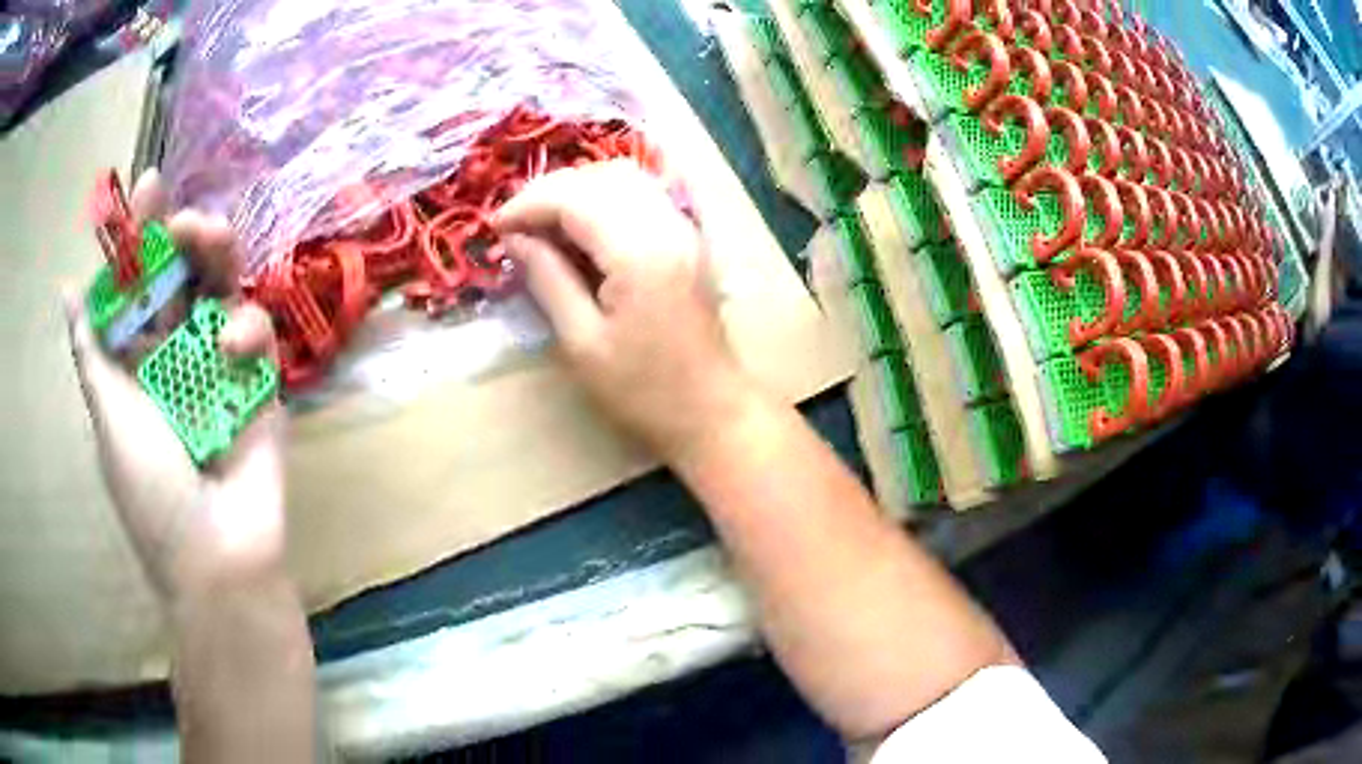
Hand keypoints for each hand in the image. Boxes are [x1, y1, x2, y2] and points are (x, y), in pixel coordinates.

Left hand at [65, 170, 287, 602]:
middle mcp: (175, 354)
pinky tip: (231, 349)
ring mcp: (218, 366)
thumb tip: (68, 292)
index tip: (149, 188)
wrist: (217, 556)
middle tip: (185, 218)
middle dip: (184, 236)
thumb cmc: (151, 492)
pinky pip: (255, 333)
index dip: (141, 234)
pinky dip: (244, 328)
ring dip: (218, 255)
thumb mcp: (108, 416)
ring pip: (222, 289)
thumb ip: (91, 351)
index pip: (137, 282)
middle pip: (182, 276)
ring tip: (210, 238)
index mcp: (136, 361)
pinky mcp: (260, 381)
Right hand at [493, 161, 756, 461]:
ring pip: (623, 178)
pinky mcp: (689, 237)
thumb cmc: (642, 390)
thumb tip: (514, 238)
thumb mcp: (581, 342)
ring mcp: (684, 227)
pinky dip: (605, 198)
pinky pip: (643, 194)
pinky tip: (583, 227)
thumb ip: (547, 279)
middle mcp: (667, 224)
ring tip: (544, 225)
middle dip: (549, 192)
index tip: (496, 227)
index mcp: (639, 252)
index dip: (528, 203)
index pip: (574, 197)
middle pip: (599, 178)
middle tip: (516, 226)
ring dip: (577, 190)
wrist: (710, 410)